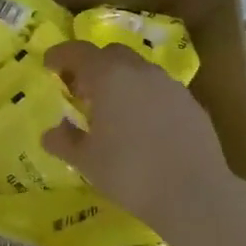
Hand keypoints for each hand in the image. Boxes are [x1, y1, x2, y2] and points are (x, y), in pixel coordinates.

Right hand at [41, 40, 239, 230]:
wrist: (195, 194)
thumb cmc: (131, 172)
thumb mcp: (86, 161)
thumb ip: (64, 141)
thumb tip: (51, 132)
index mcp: (109, 76)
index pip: (78, 51)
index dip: (61, 55)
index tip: (49, 65)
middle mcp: (140, 71)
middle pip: (111, 54)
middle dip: (92, 65)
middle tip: (81, 90)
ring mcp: (170, 85)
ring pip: (138, 70)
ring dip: (121, 80)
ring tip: (112, 109)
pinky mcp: (191, 104)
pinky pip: (160, 90)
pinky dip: (145, 97)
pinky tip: (144, 126)